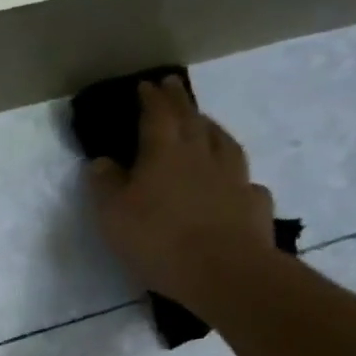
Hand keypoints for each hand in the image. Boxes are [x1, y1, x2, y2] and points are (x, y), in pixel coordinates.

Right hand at [88, 76, 278, 313]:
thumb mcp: (112, 215)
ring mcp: (234, 178)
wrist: (223, 271)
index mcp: (164, 153)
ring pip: (223, 142)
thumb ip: (105, 185)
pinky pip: (244, 181)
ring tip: (204, 123)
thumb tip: (102, 161)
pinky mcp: (253, 204)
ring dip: (211, 128)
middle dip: (180, 101)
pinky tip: (234, 182)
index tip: (145, 85)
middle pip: (191, 120)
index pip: (157, 116)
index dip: (150, 99)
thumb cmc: (157, 239)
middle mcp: (202, 156)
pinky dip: (235, 175)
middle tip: (173, 86)